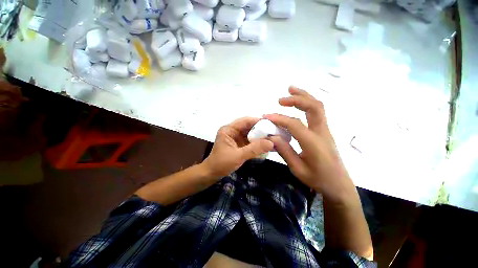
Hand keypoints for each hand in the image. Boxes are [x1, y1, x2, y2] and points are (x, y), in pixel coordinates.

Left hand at [202, 117, 273, 177]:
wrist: (212, 173)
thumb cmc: (221, 163)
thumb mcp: (238, 156)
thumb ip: (254, 149)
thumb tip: (271, 143)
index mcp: (229, 130)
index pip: (245, 121)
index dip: (258, 121)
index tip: (271, 124)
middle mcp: (232, 131)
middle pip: (249, 127)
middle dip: (261, 129)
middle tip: (274, 132)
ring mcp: (236, 137)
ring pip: (250, 134)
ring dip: (260, 136)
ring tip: (273, 138)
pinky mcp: (238, 144)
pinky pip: (249, 141)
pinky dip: (257, 143)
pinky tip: (266, 145)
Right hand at [264, 86, 354, 201]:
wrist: (339, 185)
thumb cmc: (318, 179)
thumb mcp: (298, 169)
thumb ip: (284, 151)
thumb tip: (272, 136)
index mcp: (314, 143)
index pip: (295, 124)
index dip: (279, 119)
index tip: (266, 117)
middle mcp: (322, 132)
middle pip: (313, 107)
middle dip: (297, 99)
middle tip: (280, 99)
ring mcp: (325, 130)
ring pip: (317, 106)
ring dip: (304, 96)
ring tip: (290, 89)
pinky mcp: (324, 131)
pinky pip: (317, 112)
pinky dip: (307, 103)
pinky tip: (298, 103)